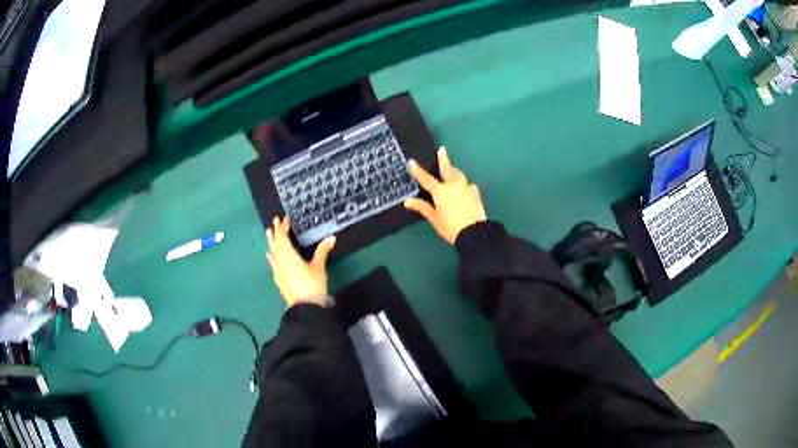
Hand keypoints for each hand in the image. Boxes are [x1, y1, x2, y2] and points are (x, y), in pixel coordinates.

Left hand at [266, 216, 335, 307]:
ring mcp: (278, 271)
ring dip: (271, 243)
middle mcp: (280, 261)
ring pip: (272, 253)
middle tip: (274, 222)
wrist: (305, 307)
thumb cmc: (312, 284)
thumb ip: (322, 251)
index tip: (285, 218)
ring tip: (269, 234)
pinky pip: (273, 263)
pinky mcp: (279, 280)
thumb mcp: (319, 266)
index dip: (283, 227)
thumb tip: (331, 237)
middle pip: (275, 243)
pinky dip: (272, 256)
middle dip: (276, 232)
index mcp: (288, 255)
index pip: (283, 237)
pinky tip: (271, 257)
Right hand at [404, 147, 486, 243]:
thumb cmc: (450, 226)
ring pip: (459, 175)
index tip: (412, 161)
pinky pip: (469, 185)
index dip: (418, 171)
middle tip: (442, 150)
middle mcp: (453, 185)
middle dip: (444, 159)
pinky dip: (465, 184)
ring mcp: (466, 188)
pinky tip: (466, 186)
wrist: (474, 232)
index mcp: (440, 191)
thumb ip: (422, 207)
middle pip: (447, 169)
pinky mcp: (476, 194)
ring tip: (452, 168)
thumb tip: (407, 201)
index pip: (426, 179)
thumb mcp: (434, 218)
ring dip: (454, 170)